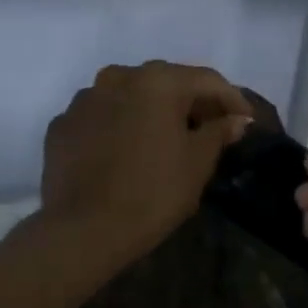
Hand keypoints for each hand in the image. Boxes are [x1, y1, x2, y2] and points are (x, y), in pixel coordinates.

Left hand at [41, 61, 252, 269]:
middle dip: (191, 103)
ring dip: (151, 112)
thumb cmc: (153, 193)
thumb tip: (234, 119)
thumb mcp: (197, 163)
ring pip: (129, 97)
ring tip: (166, 139)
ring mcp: (84, 100)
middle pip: (165, 83)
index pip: (206, 80)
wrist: (84, 230)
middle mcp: (117, 77)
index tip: (245, 121)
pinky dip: (119, 127)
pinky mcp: (62, 125)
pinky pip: (101, 118)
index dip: (232, 100)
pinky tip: (127, 153)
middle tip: (211, 128)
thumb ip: (219, 132)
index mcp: (157, 81)